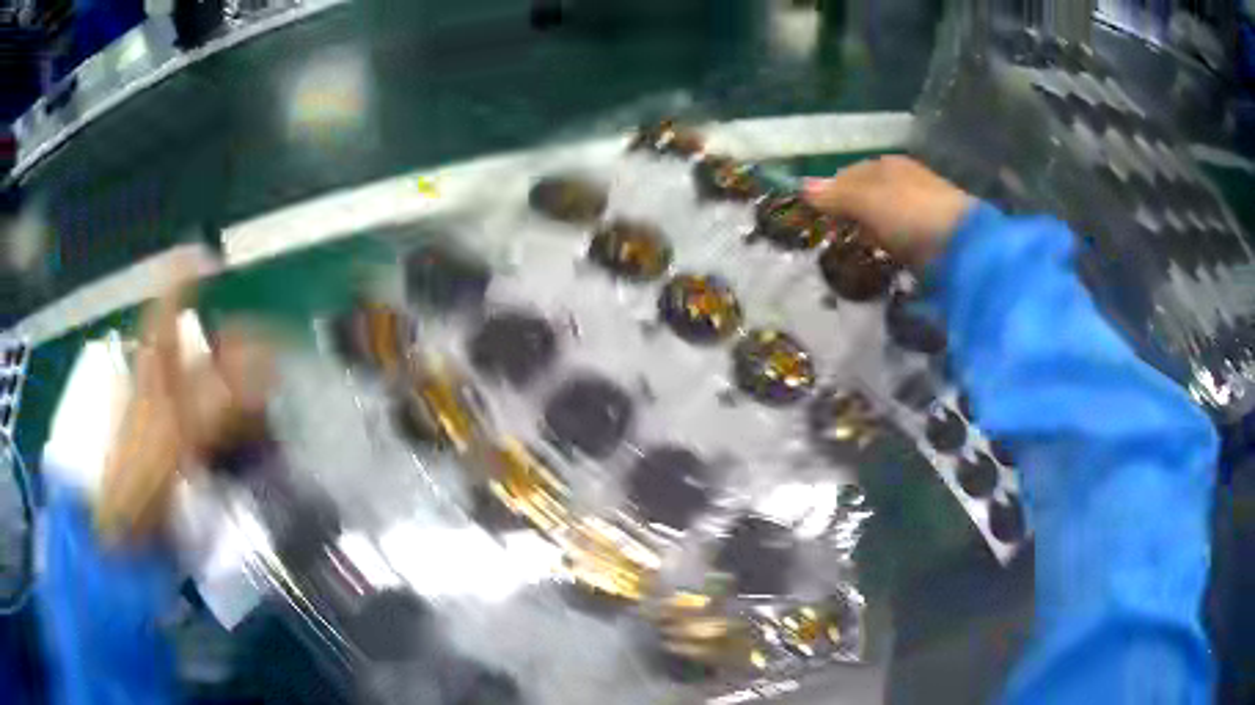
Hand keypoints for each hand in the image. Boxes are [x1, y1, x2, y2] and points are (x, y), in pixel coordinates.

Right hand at [803, 156, 974, 268]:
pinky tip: (885, 254)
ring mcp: (920, 206)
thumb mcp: (866, 201)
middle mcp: (904, 179)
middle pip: (867, 195)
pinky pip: (901, 234)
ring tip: (857, 249)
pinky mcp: (932, 233)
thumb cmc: (909, 214)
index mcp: (886, 165)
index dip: (830, 193)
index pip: (848, 174)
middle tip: (836, 237)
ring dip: (869, 231)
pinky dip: (889, 243)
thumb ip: (835, 195)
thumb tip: (801, 188)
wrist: (961, 246)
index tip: (818, 217)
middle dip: (850, 213)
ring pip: (884, 216)